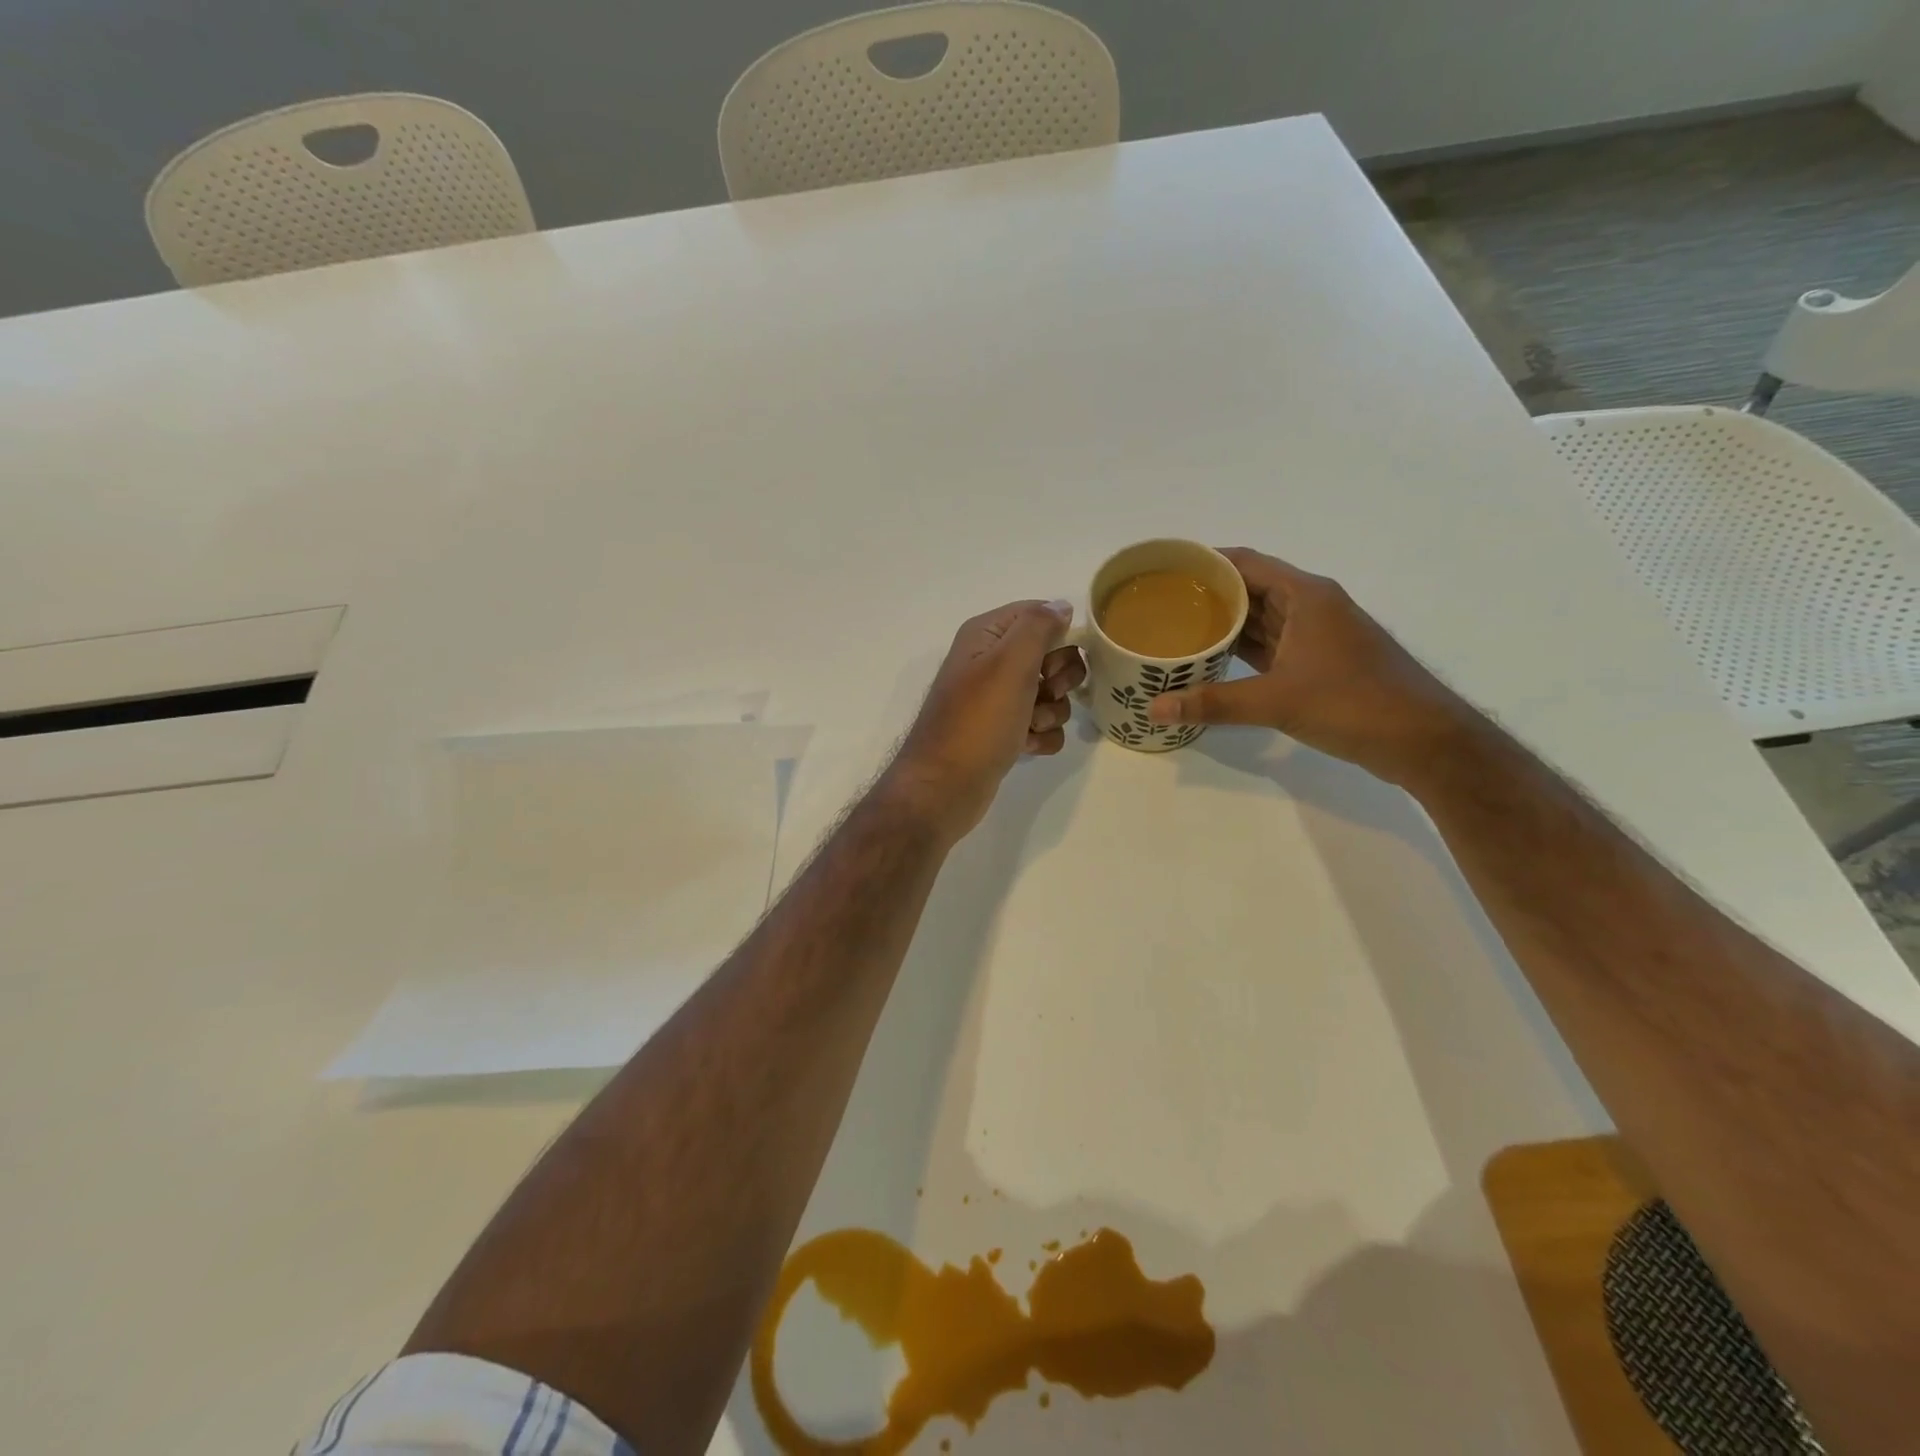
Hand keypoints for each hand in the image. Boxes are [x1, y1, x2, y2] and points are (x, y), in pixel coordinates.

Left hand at [882, 600, 1084, 842]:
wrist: (945, 787)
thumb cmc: (978, 721)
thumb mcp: (1010, 663)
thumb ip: (1038, 627)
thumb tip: (1061, 605)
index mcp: (986, 636)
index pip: (1037, 613)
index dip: (1058, 635)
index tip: (1056, 660)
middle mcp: (990, 662)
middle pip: (1050, 654)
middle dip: (1059, 678)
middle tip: (1044, 692)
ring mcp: (997, 699)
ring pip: (1051, 693)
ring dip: (1052, 711)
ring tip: (1030, 726)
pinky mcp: (1004, 732)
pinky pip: (1042, 724)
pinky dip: (1041, 735)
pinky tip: (1026, 746)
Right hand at [1145, 548, 1479, 785]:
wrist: (1424, 740)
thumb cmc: (1354, 704)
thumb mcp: (1277, 702)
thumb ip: (1214, 703)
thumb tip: (1155, 708)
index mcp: (1306, 595)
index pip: (1245, 563)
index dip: (1204, 562)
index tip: (1165, 569)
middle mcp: (1311, 606)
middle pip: (1249, 588)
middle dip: (1206, 594)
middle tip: (1159, 604)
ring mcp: (1317, 635)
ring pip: (1260, 619)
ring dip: (1223, 624)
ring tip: (1175, 629)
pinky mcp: (1319, 663)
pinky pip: (1270, 646)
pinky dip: (1240, 650)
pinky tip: (1210, 660)